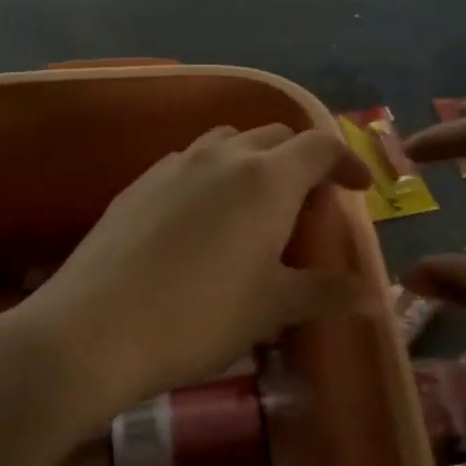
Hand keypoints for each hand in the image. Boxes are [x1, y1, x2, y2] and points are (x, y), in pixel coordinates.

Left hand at [4, 124, 376, 426]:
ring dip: (253, 163)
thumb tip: (371, 296)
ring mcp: (173, 165)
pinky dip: (212, 177)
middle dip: (301, 160)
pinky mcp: (137, 184)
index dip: (348, 161)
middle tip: (308, 204)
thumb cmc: (200, 317)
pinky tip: (201, 221)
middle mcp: (222, 157)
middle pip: (275, 136)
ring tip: (255, 206)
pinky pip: (188, 163)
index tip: (360, 187)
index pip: (320, 146)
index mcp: (267, 178)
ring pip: (227, 144)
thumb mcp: (272, 308)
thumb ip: (325, 292)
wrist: (94, 329)